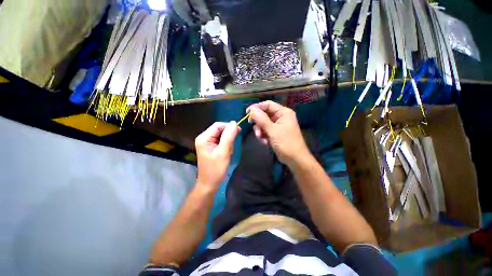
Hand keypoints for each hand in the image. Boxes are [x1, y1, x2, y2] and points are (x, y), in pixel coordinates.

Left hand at [195, 121, 239, 189]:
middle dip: (228, 137)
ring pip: (222, 136)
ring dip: (228, 143)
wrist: (209, 185)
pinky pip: (221, 142)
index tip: (239, 131)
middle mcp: (204, 138)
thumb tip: (234, 123)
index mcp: (204, 138)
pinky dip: (226, 147)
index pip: (218, 125)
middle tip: (231, 148)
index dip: (229, 126)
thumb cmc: (215, 170)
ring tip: (228, 153)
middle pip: (220, 130)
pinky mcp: (211, 148)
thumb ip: (229, 136)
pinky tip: (226, 154)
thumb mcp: (223, 152)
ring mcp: (207, 143)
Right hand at [247, 101, 309, 165]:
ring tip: (261, 138)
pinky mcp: (275, 132)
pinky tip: (265, 142)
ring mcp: (278, 125)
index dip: (257, 107)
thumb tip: (252, 109)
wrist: (295, 159)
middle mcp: (281, 117)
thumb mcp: (272, 131)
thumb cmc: (286, 143)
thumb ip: (261, 119)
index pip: (267, 104)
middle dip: (259, 123)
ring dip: (260, 130)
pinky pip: (266, 130)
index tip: (247, 113)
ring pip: (263, 123)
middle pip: (264, 114)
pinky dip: (263, 135)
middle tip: (255, 130)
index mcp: (283, 112)